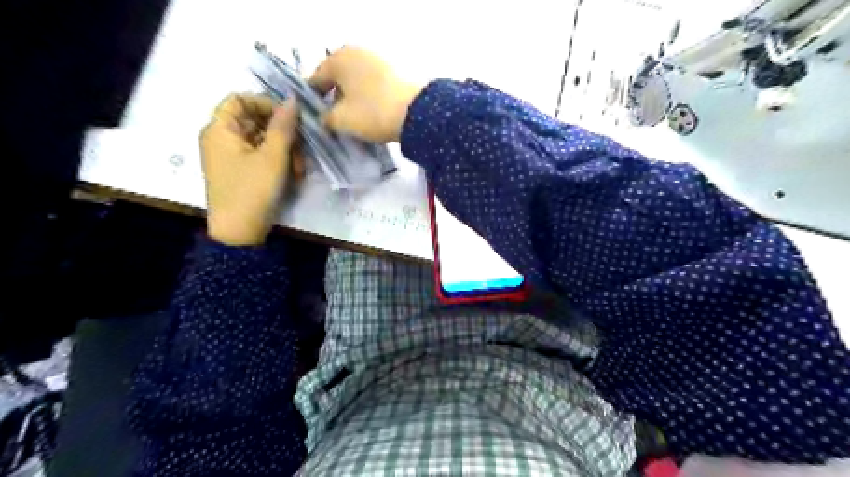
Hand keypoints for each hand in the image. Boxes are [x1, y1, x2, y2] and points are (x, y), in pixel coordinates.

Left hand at [199, 96, 305, 247]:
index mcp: (220, 129)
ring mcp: (231, 156)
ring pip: (262, 140)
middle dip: (282, 133)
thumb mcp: (273, 157)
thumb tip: (293, 99)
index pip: (240, 100)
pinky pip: (261, 155)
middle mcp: (222, 138)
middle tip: (302, 149)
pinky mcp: (241, 171)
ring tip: (299, 169)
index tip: (290, 118)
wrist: (240, 232)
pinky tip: (293, 175)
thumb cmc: (252, 190)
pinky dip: (278, 161)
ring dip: (285, 150)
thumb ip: (284, 126)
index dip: (266, 104)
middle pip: (255, 121)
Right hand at [310, 45, 421, 142]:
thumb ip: (325, 118)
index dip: (313, 102)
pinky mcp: (393, 73)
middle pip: (337, 80)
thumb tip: (324, 119)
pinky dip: (367, 98)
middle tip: (333, 122)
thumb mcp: (341, 120)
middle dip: (334, 100)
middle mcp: (357, 53)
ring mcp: (377, 61)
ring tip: (352, 122)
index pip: (316, 80)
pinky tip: (369, 115)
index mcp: (338, 58)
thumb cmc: (372, 113)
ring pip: (356, 83)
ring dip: (351, 100)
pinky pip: (371, 86)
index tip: (314, 119)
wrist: (416, 114)